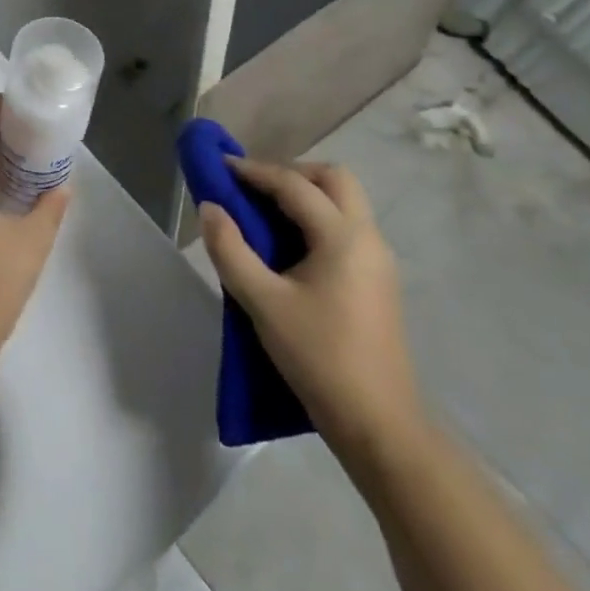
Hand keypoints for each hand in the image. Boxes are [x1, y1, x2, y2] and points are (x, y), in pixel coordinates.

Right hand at [201, 159, 424, 468]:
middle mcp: (368, 237)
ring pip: (345, 202)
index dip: (255, 171)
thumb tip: (210, 208)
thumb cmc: (319, 358)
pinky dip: (318, 217)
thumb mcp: (263, 303)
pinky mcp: (378, 281)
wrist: (379, 424)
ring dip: (307, 193)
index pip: (294, 185)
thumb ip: (230, 250)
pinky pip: (348, 227)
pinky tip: (291, 244)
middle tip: (253, 186)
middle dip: (291, 172)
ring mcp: (379, 259)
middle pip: (333, 179)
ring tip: (266, 210)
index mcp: (342, 237)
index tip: (221, 166)